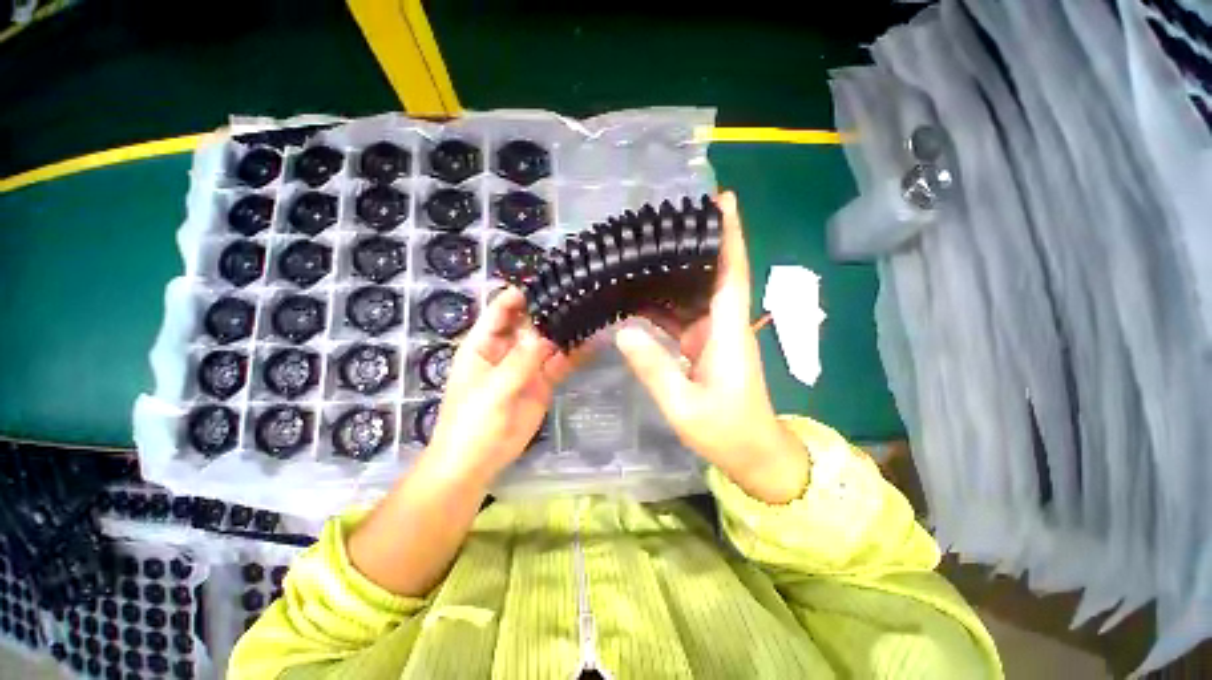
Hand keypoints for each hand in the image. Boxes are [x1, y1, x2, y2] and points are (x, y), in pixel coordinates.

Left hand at [422, 288, 584, 486]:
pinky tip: (592, 343)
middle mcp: (506, 349)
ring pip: (548, 342)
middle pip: (529, 323)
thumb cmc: (472, 422)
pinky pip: (560, 363)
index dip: (521, 296)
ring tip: (590, 314)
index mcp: (484, 344)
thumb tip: (545, 333)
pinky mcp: (542, 382)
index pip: (501, 310)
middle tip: (578, 296)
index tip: (547, 283)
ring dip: (565, 331)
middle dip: (549, 311)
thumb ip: (521, 360)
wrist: (476, 463)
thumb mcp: (494, 388)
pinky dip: (574, 354)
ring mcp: (526, 366)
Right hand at [615, 192, 809, 503]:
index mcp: (728, 331)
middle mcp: (724, 323)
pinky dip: (663, 304)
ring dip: (673, 272)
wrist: (752, 453)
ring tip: (643, 251)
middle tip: (661, 222)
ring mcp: (713, 334)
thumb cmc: (726, 431)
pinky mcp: (704, 346)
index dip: (730, 235)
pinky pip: (682, 315)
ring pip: (694, 293)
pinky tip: (640, 294)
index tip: (723, 200)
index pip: (733, 271)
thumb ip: (654, 368)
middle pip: (712, 274)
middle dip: (694, 244)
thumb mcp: (684, 405)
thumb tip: (624, 332)